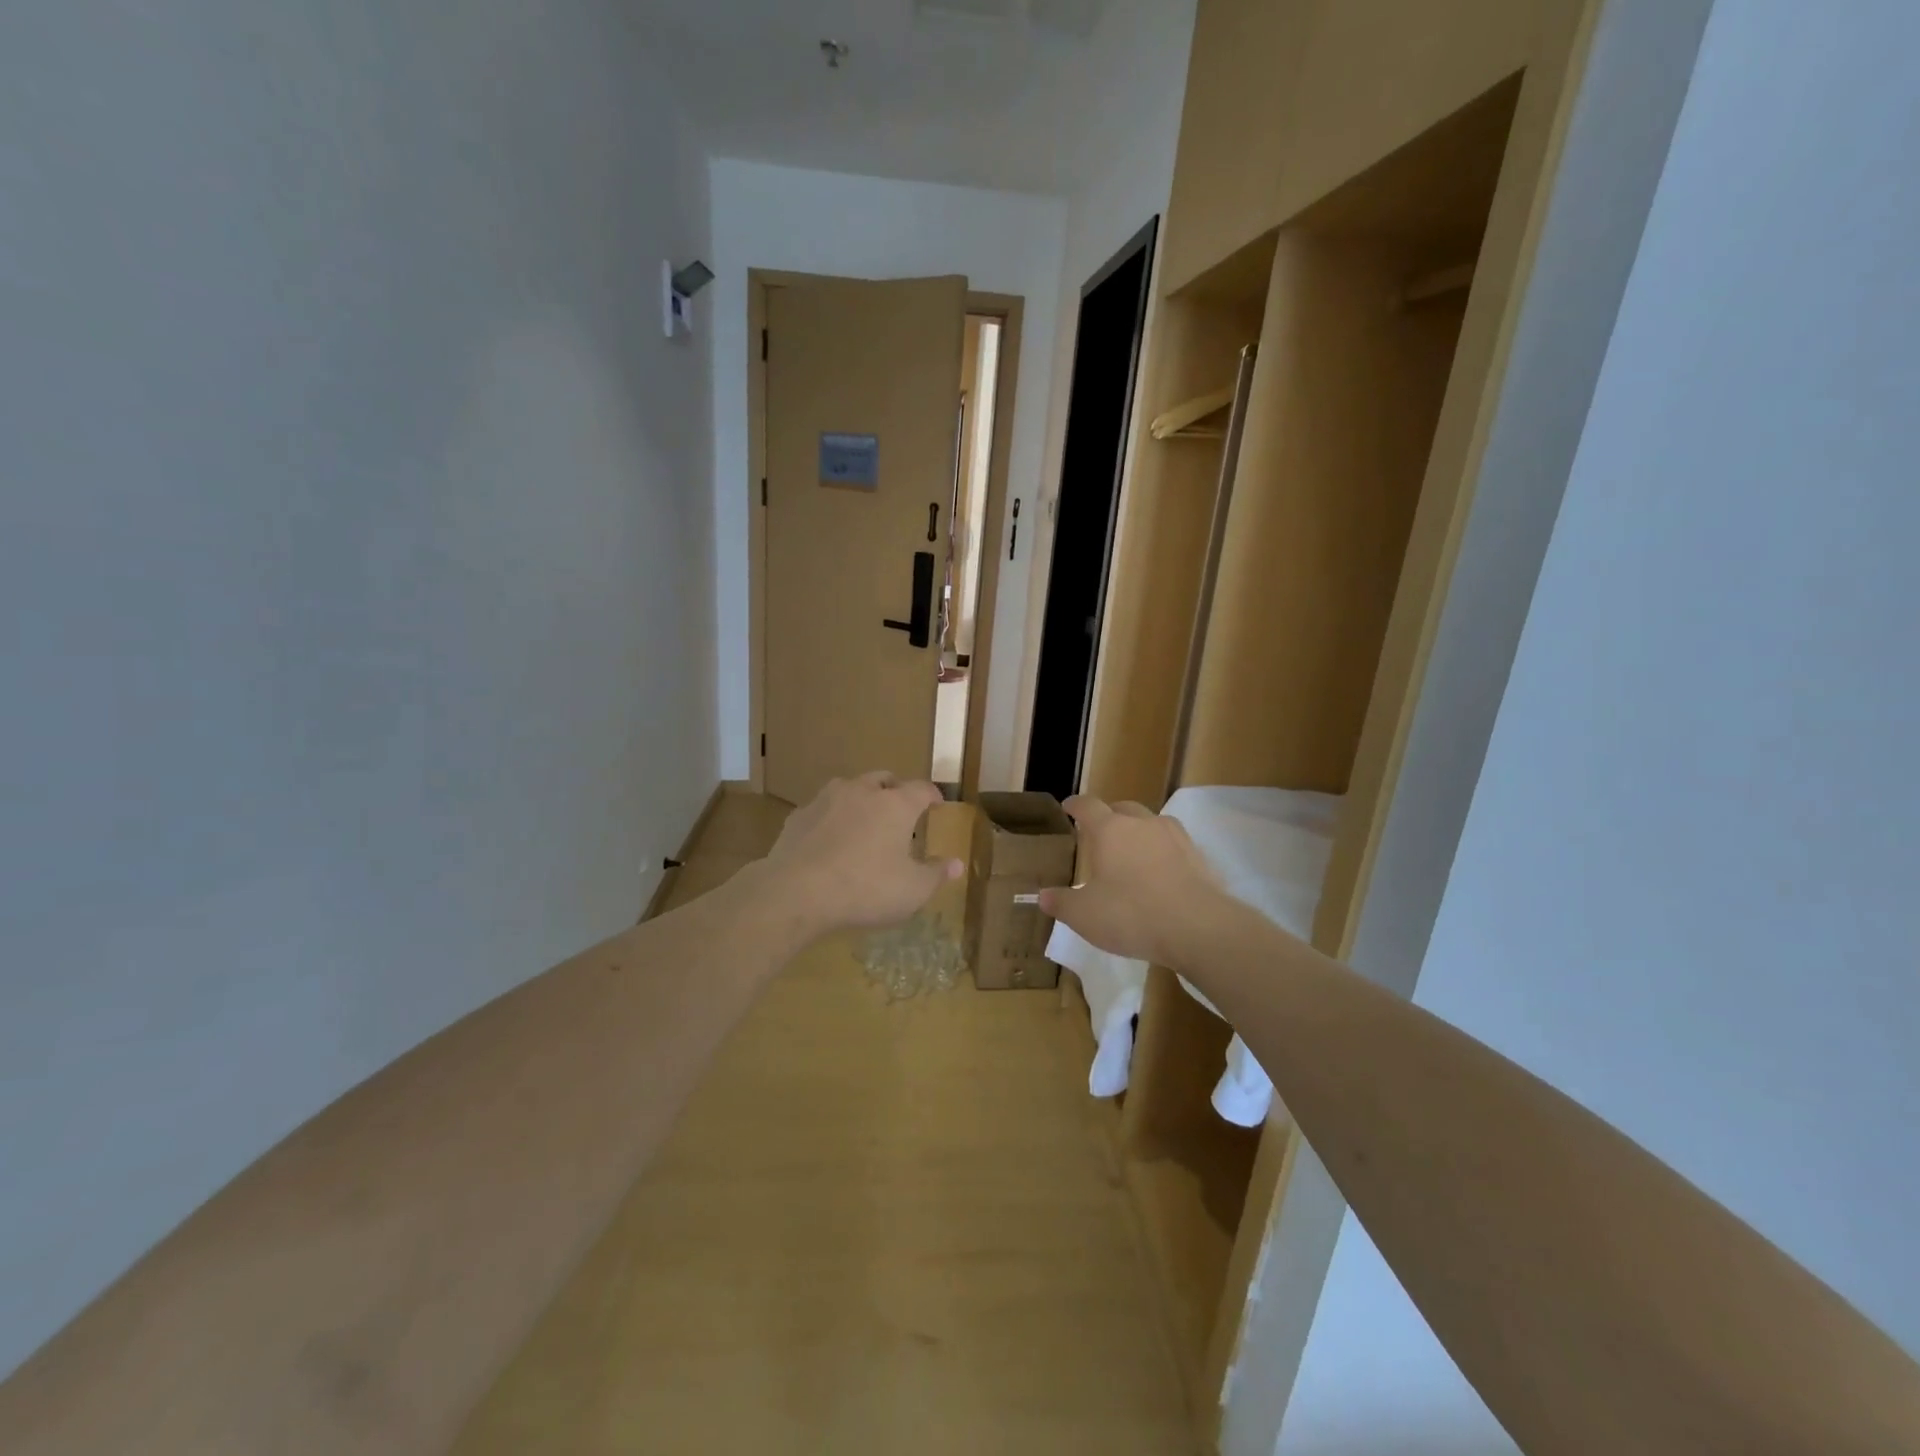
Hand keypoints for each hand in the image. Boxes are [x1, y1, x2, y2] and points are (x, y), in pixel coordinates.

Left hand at [763, 772, 962, 937]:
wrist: (796, 892)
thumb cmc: (865, 888)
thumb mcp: (912, 891)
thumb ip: (936, 874)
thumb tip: (956, 864)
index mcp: (895, 805)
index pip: (922, 789)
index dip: (932, 795)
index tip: (937, 804)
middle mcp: (862, 791)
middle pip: (884, 779)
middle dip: (895, 790)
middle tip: (900, 808)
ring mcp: (826, 799)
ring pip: (850, 788)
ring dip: (861, 799)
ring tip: (864, 821)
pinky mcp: (798, 816)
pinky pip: (822, 809)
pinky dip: (832, 818)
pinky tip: (829, 839)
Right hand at [1039, 796, 1228, 967]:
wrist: (1198, 927)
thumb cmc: (1131, 914)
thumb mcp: (1084, 915)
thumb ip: (1062, 903)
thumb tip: (1044, 895)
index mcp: (1109, 830)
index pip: (1087, 806)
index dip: (1075, 805)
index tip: (1068, 807)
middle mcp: (1142, 823)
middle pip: (1122, 808)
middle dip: (1109, 816)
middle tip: (1101, 834)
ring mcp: (1175, 837)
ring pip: (1151, 824)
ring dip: (1139, 833)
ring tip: (1132, 854)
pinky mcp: (1199, 856)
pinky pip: (1174, 846)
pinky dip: (1163, 854)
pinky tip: (1160, 874)